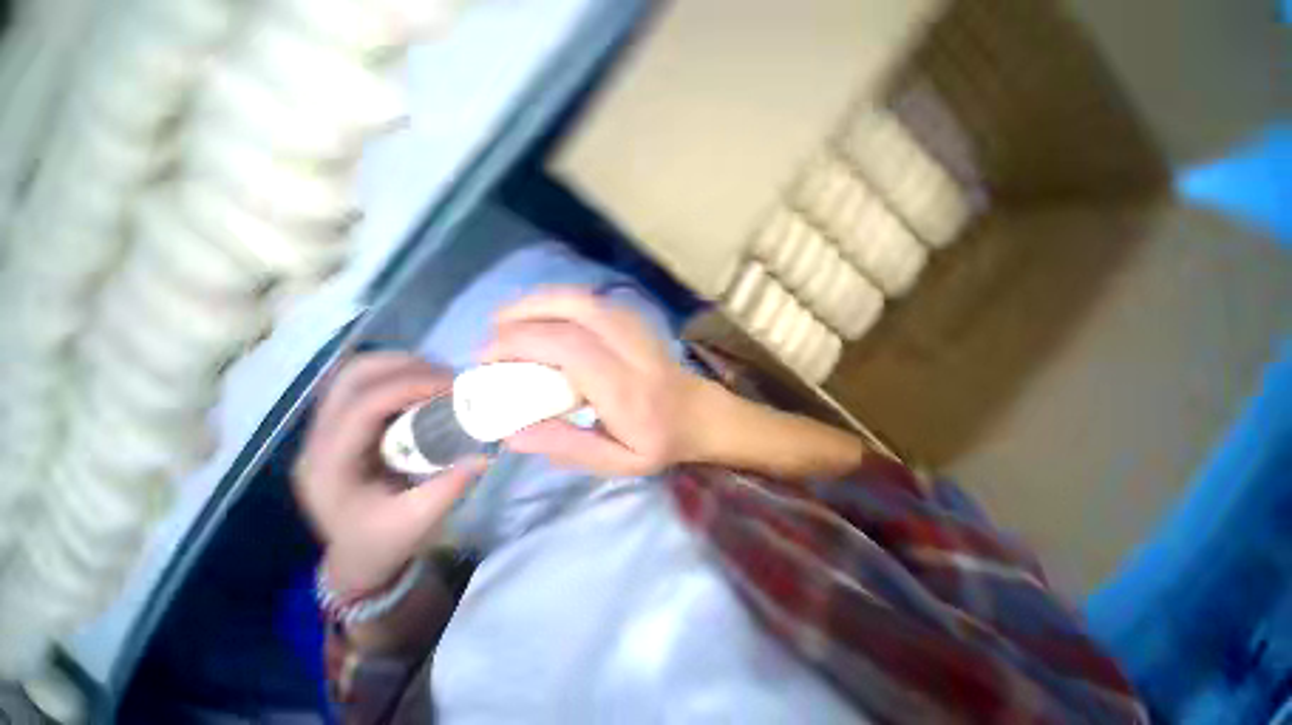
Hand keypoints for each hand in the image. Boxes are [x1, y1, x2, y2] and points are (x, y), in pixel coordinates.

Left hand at [293, 353, 487, 595]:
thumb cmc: (383, 541)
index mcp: (328, 467)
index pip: (362, 407)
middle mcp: (317, 441)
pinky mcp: (341, 425)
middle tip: (448, 377)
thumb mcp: (417, 521)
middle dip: (404, 367)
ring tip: (438, 378)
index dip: (408, 386)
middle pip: (351, 378)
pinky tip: (424, 388)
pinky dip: (397, 376)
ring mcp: (325, 430)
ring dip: (400, 367)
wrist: (358, 554)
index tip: (453, 385)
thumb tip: (483, 454)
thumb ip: (448, 487)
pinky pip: (365, 384)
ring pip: (355, 375)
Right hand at [480, 288, 708, 476]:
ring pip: (582, 298)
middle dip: (522, 315)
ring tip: (508, 320)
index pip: (568, 349)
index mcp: (625, 388)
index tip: (487, 358)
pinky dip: (559, 301)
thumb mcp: (616, 462)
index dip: (521, 343)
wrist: (700, 414)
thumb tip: (512, 433)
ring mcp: (636, 328)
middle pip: (573, 311)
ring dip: (538, 302)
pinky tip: (542, 315)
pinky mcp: (636, 320)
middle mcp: (630, 349)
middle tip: (491, 334)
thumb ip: (566, 447)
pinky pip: (591, 300)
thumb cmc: (659, 441)